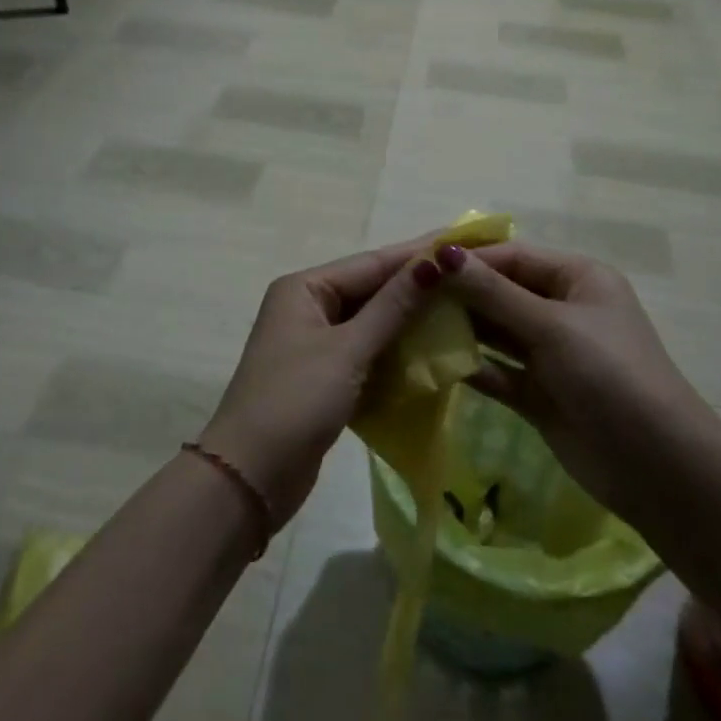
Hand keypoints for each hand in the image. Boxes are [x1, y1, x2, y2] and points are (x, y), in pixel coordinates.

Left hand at [200, 237, 445, 528]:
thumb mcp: (348, 350)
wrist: (249, 478)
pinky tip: (433, 351)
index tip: (463, 242)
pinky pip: (368, 351)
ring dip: (411, 320)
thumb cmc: (295, 401)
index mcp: (304, 288)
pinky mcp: (325, 376)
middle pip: (372, 289)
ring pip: (372, 322)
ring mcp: (315, 343)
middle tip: (471, 277)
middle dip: (417, 287)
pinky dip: (396, 351)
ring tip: (463, 310)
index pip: (371, 263)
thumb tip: (435, 261)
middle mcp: (308, 306)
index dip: (417, 254)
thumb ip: (393, 307)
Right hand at [436, 241, 718, 525]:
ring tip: (410, 325)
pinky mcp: (539, 393)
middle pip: (501, 292)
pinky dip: (471, 365)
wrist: (658, 467)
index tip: (418, 263)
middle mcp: (563, 309)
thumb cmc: (610, 375)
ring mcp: (551, 353)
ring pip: (496, 331)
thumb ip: (494, 293)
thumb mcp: (552, 326)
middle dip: (459, 293)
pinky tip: (433, 362)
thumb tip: (443, 255)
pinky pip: (498, 370)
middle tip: (405, 295)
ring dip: (460, 328)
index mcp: (578, 278)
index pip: (513, 257)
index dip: (468, 259)